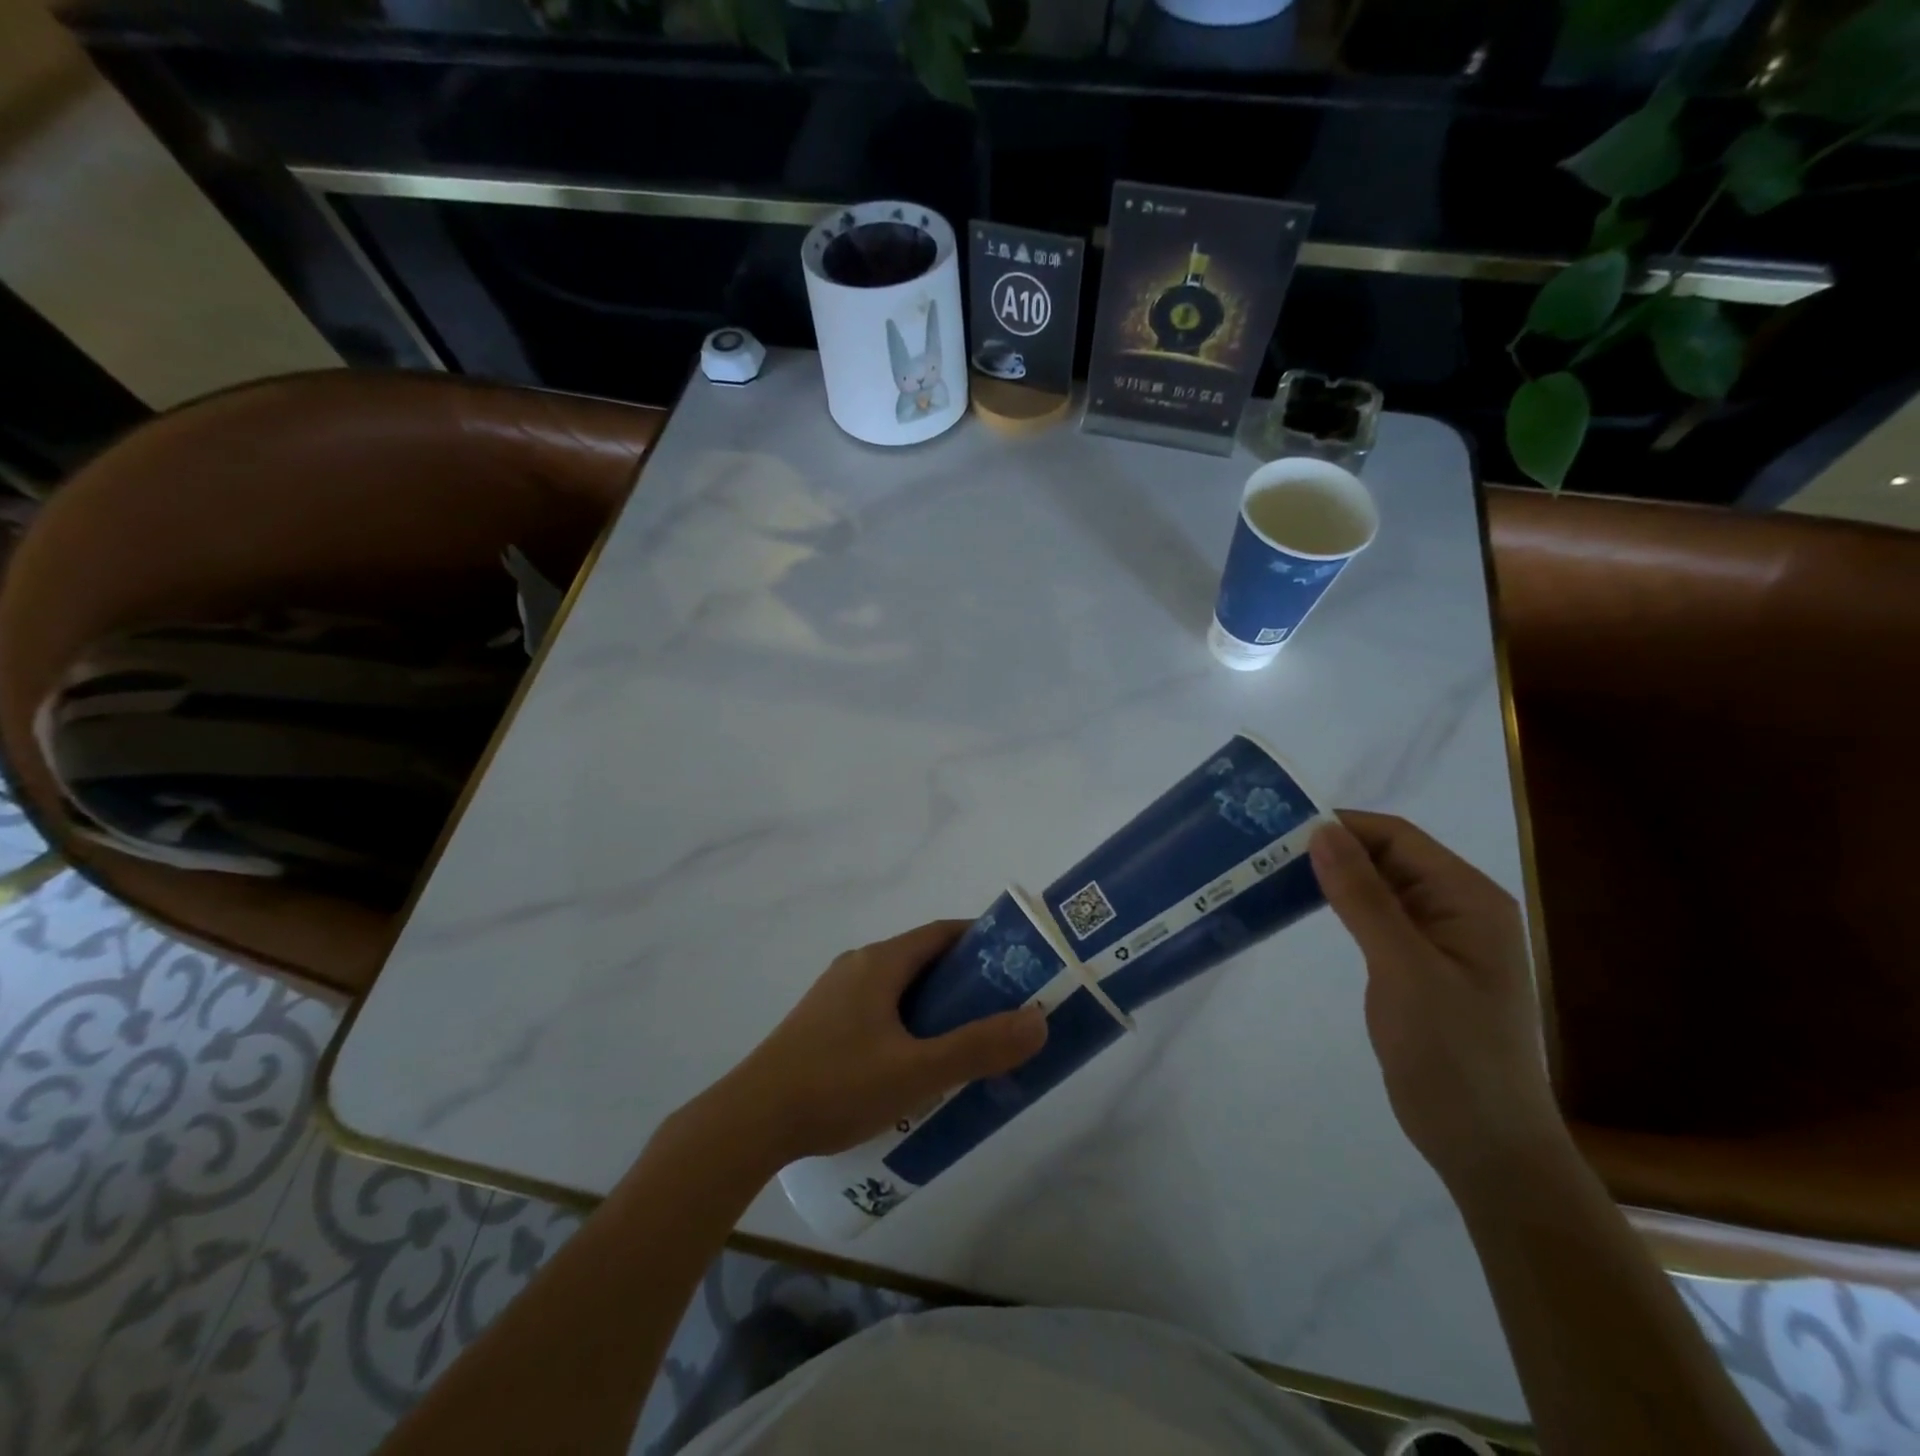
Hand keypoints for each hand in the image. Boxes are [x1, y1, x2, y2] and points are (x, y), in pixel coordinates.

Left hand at [707, 920, 1047, 1167]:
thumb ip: (979, 1048)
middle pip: (922, 960)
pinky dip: (906, 1024)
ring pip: (899, 989)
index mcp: (880, 962)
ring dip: (934, 1008)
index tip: (1017, 965)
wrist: (750, 1121)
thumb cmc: (837, 1085)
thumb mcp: (917, 1071)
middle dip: (964, 982)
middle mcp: (857, 966)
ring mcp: (835, 995)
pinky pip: (877, 1010)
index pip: (942, 933)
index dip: (982, 942)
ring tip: (964, 1045)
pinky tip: (913, 1067)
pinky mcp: (821, 1024)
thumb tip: (1037, 1021)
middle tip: (1000, 1014)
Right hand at [1309, 812, 1565, 1192]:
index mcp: (1469, 899)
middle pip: (1388, 857)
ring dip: (1332, 877)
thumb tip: (1321, 831)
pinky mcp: (1420, 966)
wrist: (1485, 1146)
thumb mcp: (1403, 968)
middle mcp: (1459, 909)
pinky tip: (1303, 909)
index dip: (1342, 825)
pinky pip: (1377, 918)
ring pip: (1378, 887)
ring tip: (1273, 872)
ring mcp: (1440, 939)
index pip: (1398, 837)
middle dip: (1332, 848)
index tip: (1280, 828)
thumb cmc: (1452, 1053)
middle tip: (1266, 850)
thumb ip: (1362, 896)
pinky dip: (1340, 907)